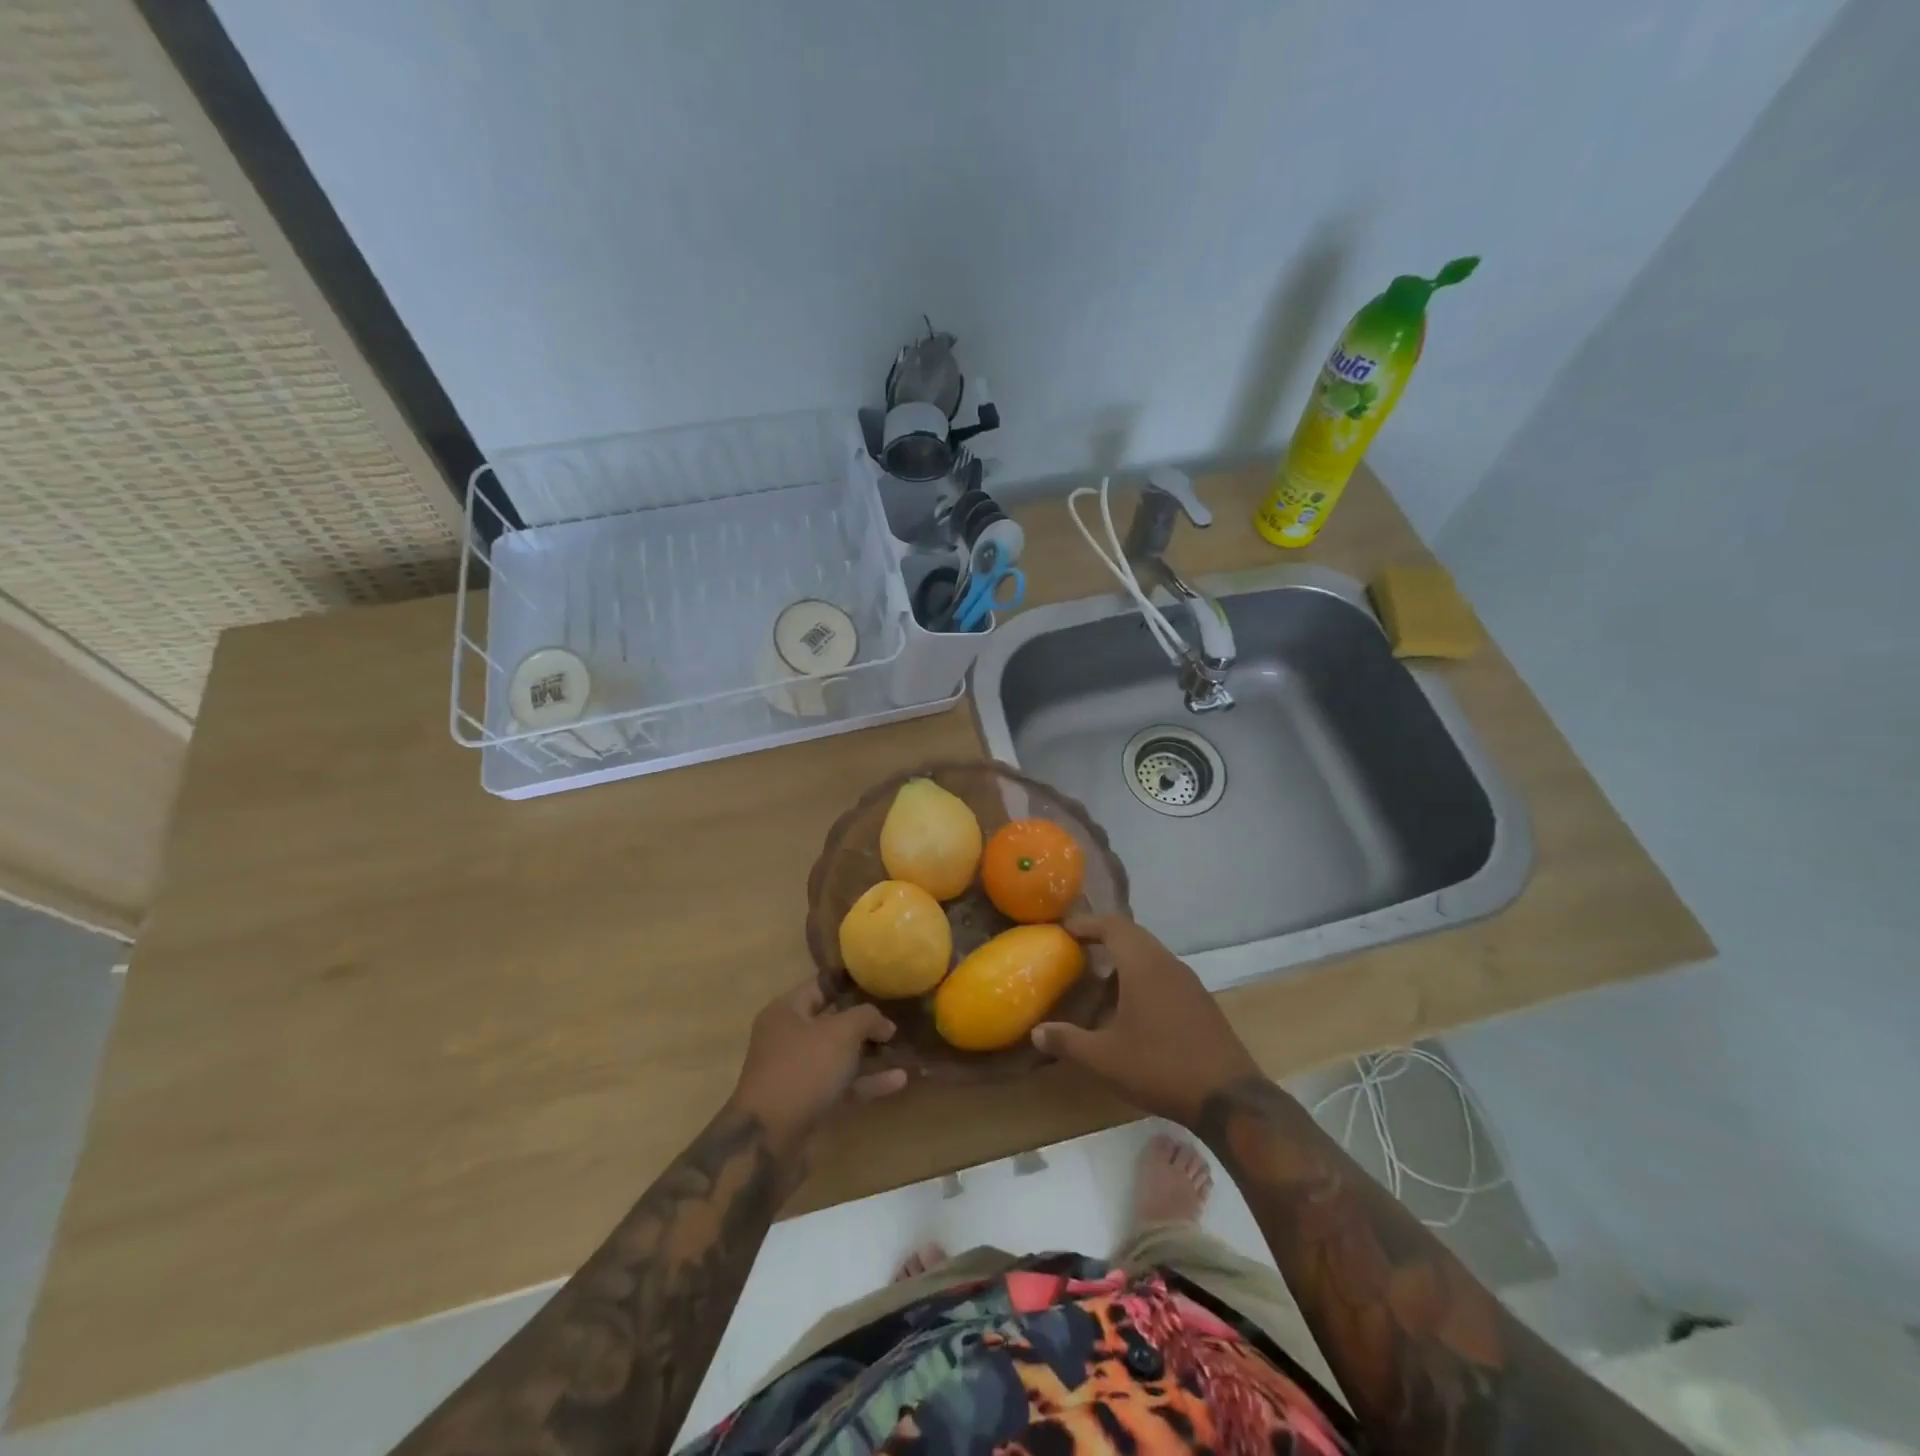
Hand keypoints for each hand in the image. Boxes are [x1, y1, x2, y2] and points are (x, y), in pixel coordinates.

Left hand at [730, 981, 907, 1157]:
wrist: (770, 1139)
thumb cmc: (803, 1069)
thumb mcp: (841, 1032)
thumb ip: (867, 1017)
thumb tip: (885, 1024)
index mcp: (787, 1011)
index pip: (821, 985)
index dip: (850, 982)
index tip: (880, 979)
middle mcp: (789, 1038)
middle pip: (832, 1021)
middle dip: (864, 1021)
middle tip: (898, 1015)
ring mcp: (798, 1073)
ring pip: (839, 1056)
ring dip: (870, 1053)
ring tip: (902, 1048)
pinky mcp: (809, 1104)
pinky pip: (842, 1085)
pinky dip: (867, 1081)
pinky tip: (899, 1080)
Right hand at [1032, 915, 1260, 1126]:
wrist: (1229, 1097)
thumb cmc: (1160, 1067)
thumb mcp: (1105, 1059)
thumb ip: (1068, 1041)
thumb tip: (1036, 1032)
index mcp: (1144, 965)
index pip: (1113, 925)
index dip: (1087, 923)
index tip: (1063, 930)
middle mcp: (1168, 963)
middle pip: (1132, 936)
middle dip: (1103, 939)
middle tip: (1077, 952)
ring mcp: (1189, 982)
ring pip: (1150, 956)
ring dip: (1124, 962)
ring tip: (1099, 984)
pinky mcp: (1201, 1002)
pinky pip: (1164, 975)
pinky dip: (1142, 979)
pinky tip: (1131, 1011)